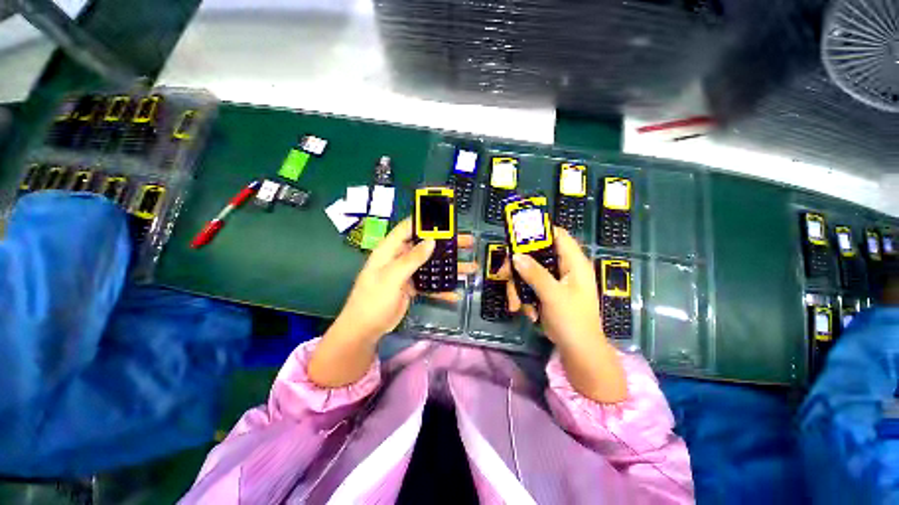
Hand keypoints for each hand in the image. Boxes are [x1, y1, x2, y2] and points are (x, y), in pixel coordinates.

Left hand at [332, 218, 475, 342]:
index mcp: (390, 249)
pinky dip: (441, 288)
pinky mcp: (412, 287)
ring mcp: (407, 273)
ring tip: (469, 266)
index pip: (408, 228)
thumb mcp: (392, 277)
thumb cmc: (373, 299)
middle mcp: (400, 257)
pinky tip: (455, 293)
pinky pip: (429, 283)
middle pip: (426, 245)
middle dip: (446, 243)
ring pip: (431, 264)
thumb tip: (431, 241)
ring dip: (448, 266)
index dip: (426, 221)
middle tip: (467, 242)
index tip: (446, 219)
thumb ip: (412, 259)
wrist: (365, 329)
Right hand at [504, 227, 601, 347]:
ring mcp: (554, 281)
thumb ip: (535, 274)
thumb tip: (515, 255)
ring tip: (516, 305)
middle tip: (504, 275)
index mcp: (574, 263)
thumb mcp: (553, 295)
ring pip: (528, 272)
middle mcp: (564, 268)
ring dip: (518, 287)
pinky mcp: (546, 292)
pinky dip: (523, 297)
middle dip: (518, 266)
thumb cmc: (572, 320)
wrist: (578, 351)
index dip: (539, 232)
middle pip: (536, 254)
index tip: (517, 237)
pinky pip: (529, 286)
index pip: (558, 235)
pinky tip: (525, 311)